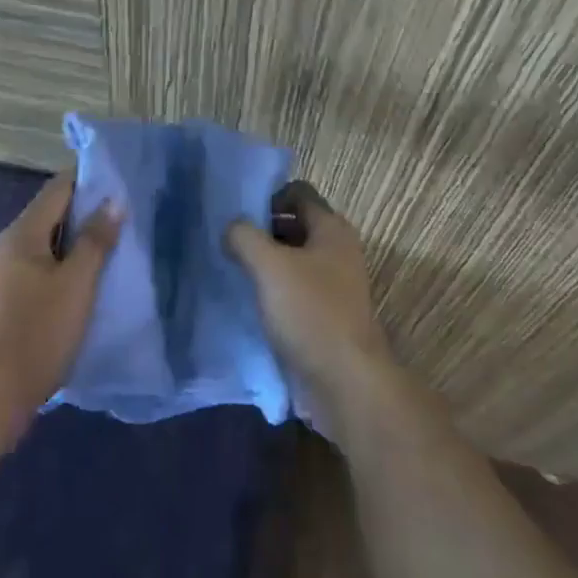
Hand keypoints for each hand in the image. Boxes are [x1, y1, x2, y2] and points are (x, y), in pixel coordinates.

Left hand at [0, 174, 121, 447]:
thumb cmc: (33, 335)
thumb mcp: (75, 285)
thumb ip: (96, 240)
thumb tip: (114, 199)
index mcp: (23, 233)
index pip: (60, 186)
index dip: (91, 178)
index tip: (124, 180)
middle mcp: (9, 247)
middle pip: (53, 215)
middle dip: (89, 213)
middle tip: (129, 216)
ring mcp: (2, 279)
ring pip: (48, 247)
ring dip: (78, 245)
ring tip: (117, 249)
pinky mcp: (3, 307)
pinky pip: (40, 273)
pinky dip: (65, 271)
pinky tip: (87, 288)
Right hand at [224, 182, 396, 435]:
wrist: (348, 384)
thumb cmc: (311, 312)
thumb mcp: (269, 266)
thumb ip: (244, 237)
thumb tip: (231, 228)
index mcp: (332, 228)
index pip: (298, 192)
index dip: (268, 196)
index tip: (238, 215)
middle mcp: (338, 250)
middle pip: (295, 225)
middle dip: (263, 231)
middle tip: (230, 243)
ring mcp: (335, 285)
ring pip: (294, 260)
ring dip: (266, 263)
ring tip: (233, 271)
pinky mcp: (327, 316)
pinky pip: (296, 291)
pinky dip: (275, 291)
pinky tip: (250, 302)